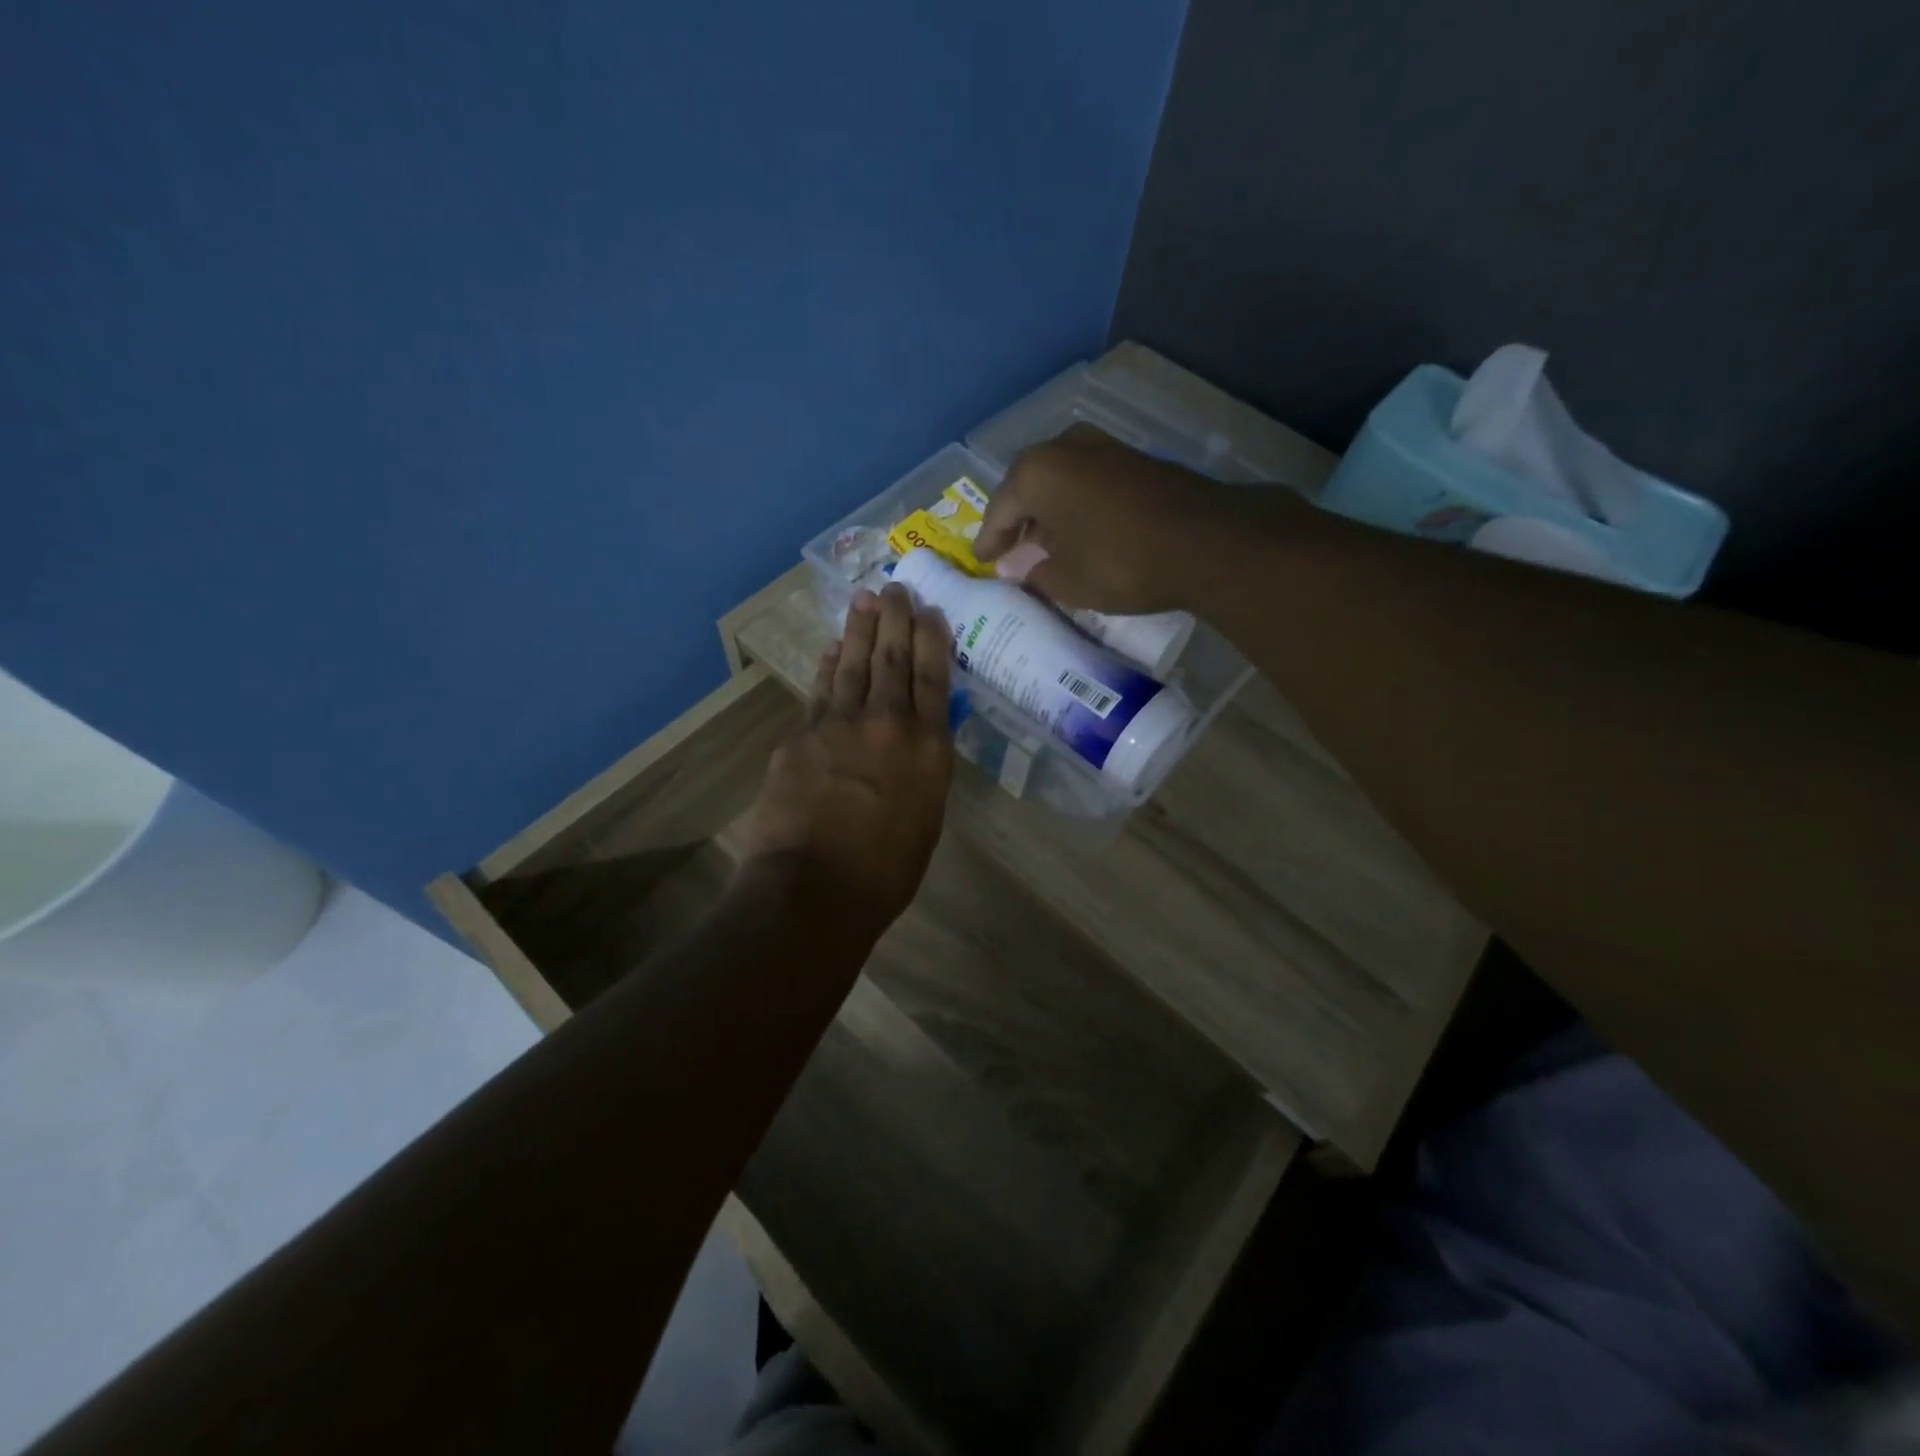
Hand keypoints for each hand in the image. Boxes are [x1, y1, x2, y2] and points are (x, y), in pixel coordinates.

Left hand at [736, 583, 954, 939]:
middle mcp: (888, 723)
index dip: (931, 639)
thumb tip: (916, 739)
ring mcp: (839, 724)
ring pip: (853, 664)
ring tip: (866, 599)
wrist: (816, 888)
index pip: (933, 677)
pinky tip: (831, 648)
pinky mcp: (801, 735)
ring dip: (859, 629)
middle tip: (896, 588)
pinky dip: (826, 667)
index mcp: (928, 747)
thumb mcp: (926, 816)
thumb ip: (922, 768)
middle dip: (896, 619)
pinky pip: (819, 691)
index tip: (929, 611)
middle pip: (892, 658)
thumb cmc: (886, 870)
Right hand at [973, 424, 1250, 613]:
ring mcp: (1105, 448)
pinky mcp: (1136, 460)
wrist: (1205, 542)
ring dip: (1049, 510)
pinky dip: (1077, 504)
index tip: (982, 561)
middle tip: (1010, 548)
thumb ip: (1037, 574)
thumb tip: (1026, 571)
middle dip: (1018, 518)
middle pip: (1028, 485)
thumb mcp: (1067, 582)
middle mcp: (1065, 448)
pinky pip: (1089, 481)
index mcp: (1036, 473)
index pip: (999, 509)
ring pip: (1061, 480)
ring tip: (1045, 541)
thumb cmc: (1119, 562)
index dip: (989, 540)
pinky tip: (1081, 530)